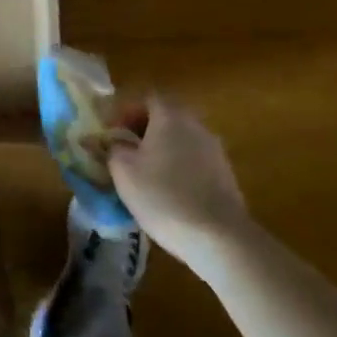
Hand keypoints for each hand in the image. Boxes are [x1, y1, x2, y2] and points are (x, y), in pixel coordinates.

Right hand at [108, 96, 251, 271]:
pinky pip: (193, 162)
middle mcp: (196, 126)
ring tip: (142, 176)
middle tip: (123, 152)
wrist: (220, 238)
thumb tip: (112, 142)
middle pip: (165, 118)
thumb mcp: (123, 171)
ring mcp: (215, 151)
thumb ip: (112, 149)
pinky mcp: (225, 177)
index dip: (125, 111)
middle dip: (142, 131)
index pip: (146, 98)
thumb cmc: (163, 196)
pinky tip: (167, 194)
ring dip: (160, 151)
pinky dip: (177, 169)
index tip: (111, 131)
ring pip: (180, 141)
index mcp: (170, 116)